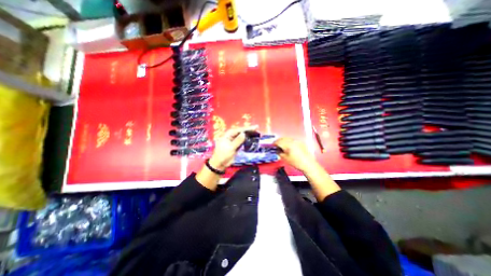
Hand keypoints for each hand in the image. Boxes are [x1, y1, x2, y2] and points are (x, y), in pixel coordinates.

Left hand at [209, 125, 257, 169]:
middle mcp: (232, 136)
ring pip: (242, 136)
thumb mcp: (231, 147)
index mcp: (228, 134)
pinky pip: (242, 141)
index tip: (255, 127)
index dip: (247, 128)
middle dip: (249, 130)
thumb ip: (238, 140)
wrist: (220, 163)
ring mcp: (234, 141)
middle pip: (241, 132)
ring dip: (248, 135)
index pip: (239, 130)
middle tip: (257, 129)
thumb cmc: (223, 154)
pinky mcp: (236, 145)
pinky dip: (247, 140)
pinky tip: (252, 139)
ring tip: (256, 133)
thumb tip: (244, 134)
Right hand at [275, 138, 316, 172]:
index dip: (274, 144)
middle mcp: (292, 141)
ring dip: (283, 141)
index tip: (272, 146)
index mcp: (288, 144)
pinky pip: (292, 140)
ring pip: (287, 138)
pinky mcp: (300, 143)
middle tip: (275, 145)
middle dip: (278, 141)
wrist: (308, 164)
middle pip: (283, 138)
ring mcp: (297, 141)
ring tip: (281, 146)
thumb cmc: (296, 162)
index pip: (278, 141)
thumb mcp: (285, 158)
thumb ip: (279, 153)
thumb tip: (277, 150)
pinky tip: (288, 146)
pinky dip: (288, 142)